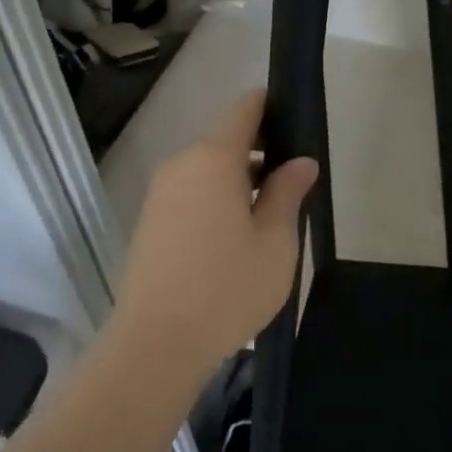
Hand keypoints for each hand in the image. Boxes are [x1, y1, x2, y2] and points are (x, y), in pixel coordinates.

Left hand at [112, 90, 318, 371]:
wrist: (156, 345)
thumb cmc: (227, 288)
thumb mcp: (275, 242)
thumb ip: (288, 193)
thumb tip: (301, 163)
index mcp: (212, 159)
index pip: (243, 108)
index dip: (271, 106)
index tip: (296, 125)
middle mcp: (180, 165)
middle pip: (224, 139)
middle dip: (260, 151)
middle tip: (294, 183)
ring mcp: (160, 193)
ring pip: (207, 169)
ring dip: (238, 179)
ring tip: (270, 215)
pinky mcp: (150, 221)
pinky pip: (190, 193)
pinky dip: (215, 199)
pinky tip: (235, 236)